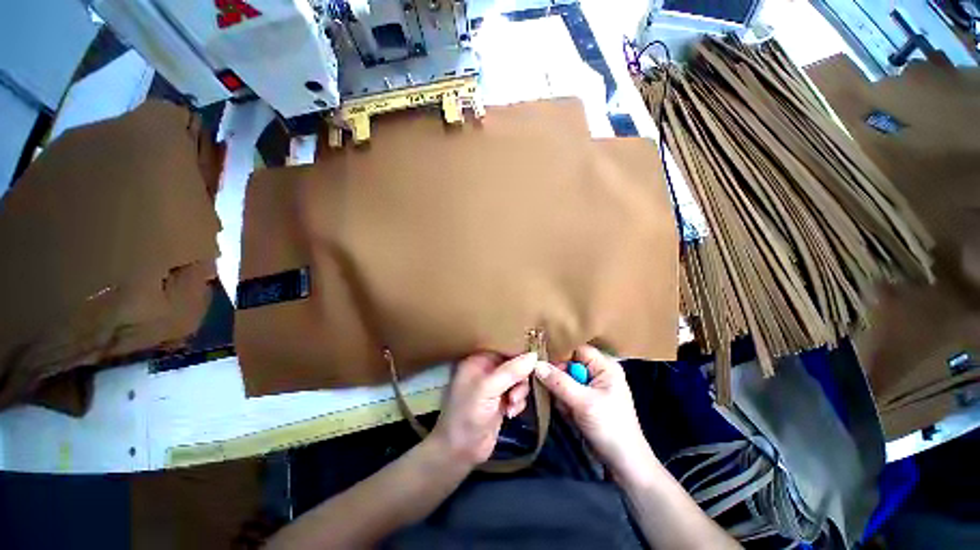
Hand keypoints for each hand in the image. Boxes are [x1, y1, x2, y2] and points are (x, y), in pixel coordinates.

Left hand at [431, 352, 538, 467]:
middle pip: (514, 362)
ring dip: (520, 392)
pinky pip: (518, 393)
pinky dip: (518, 402)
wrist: (460, 452)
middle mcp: (486, 369)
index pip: (502, 346)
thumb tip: (534, 355)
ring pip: (518, 378)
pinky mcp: (501, 400)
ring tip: (511, 405)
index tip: (535, 356)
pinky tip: (511, 413)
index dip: (518, 351)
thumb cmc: (468, 414)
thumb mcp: (488, 389)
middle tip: (516, 392)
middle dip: (519, 378)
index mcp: (477, 360)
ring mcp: (494, 385)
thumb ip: (511, 371)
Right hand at [534, 345, 654, 478]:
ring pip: (564, 379)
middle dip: (557, 377)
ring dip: (559, 392)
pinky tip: (567, 413)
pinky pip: (566, 392)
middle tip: (549, 388)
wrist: (624, 464)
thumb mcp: (583, 403)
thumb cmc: (610, 428)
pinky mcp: (585, 399)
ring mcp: (591, 386)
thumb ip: (559, 382)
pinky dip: (563, 401)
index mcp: (604, 365)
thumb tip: (535, 364)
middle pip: (568, 363)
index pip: (576, 348)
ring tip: (565, 407)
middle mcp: (597, 371)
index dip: (558, 352)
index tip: (538, 358)